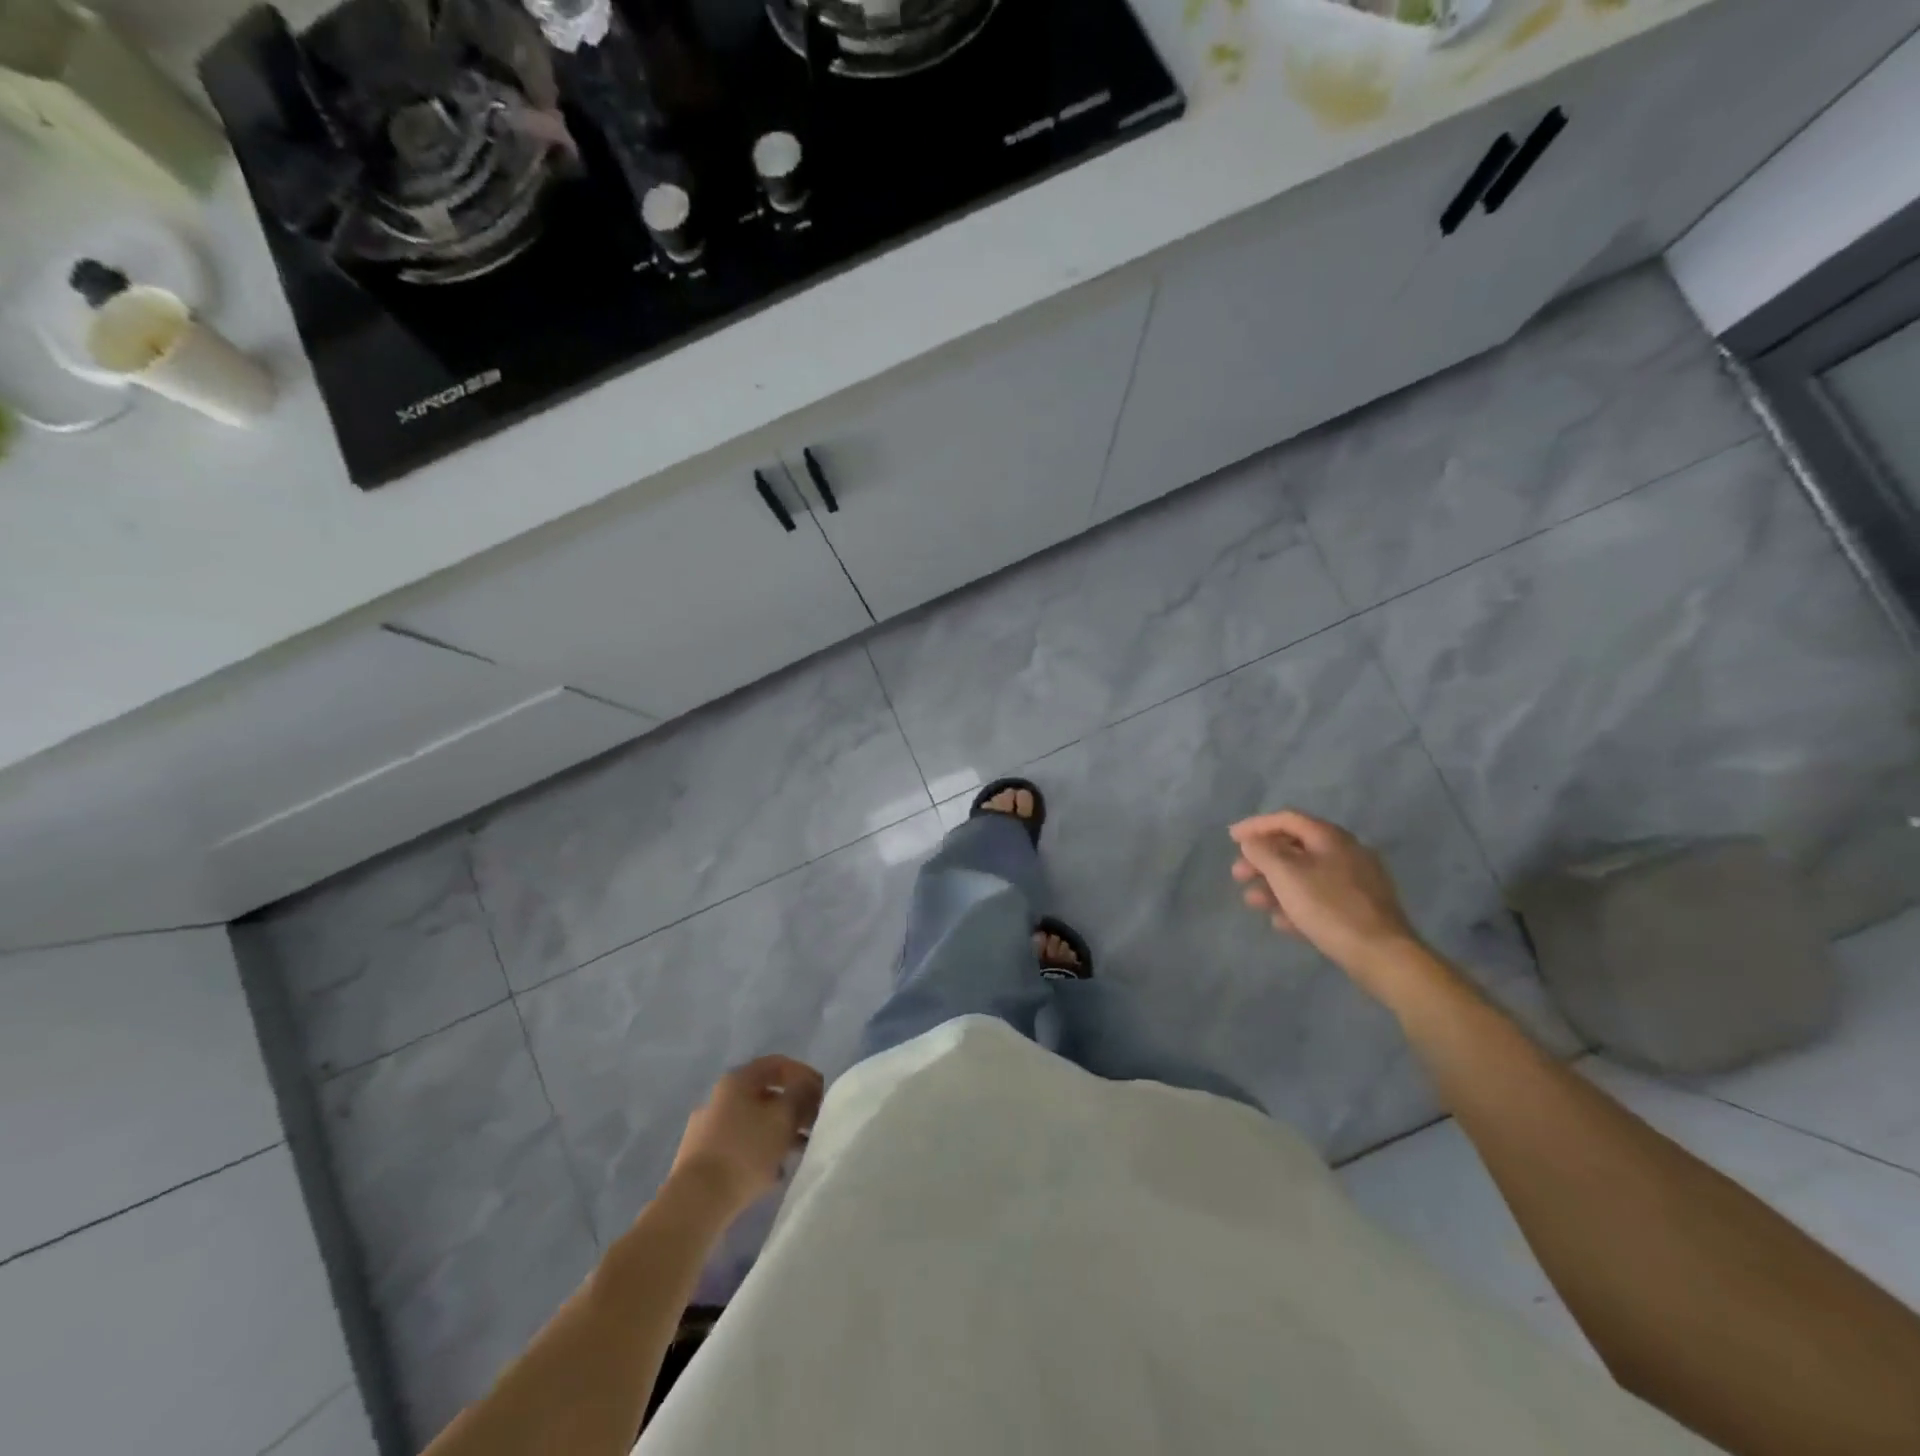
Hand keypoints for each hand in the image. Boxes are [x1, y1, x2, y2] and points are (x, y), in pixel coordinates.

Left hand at [668, 1055, 823, 1221]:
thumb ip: (801, 1095)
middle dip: (794, 1107)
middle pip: (765, 1094)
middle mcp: (720, 1098)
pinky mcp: (703, 1158)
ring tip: (800, 1150)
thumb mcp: (783, 1117)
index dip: (803, 1074)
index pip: (777, 1064)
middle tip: (814, 1123)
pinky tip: (776, 1172)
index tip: (822, 1093)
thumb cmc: (745, 1150)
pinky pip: (741, 1146)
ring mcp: (708, 1129)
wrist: (696, 1202)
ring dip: (780, 1132)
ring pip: (754, 1122)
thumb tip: (807, 1087)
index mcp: (737, 1081)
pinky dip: (762, 1152)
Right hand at [1229, 810, 1421, 987]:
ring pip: (1305, 875)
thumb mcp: (1286, 875)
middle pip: (1295, 847)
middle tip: (1238, 875)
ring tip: (1253, 902)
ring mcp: (1355, 881)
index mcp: (1330, 837)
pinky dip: (1296, 904)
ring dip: (1274, 885)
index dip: (1256, 825)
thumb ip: (1263, 852)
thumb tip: (1251, 841)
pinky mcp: (1360, 909)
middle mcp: (1345, 852)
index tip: (1231, 838)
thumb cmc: (1329, 907)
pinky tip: (1280, 921)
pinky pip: (1319, 898)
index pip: (1286, 819)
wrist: (1382, 954)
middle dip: (1262, 860)